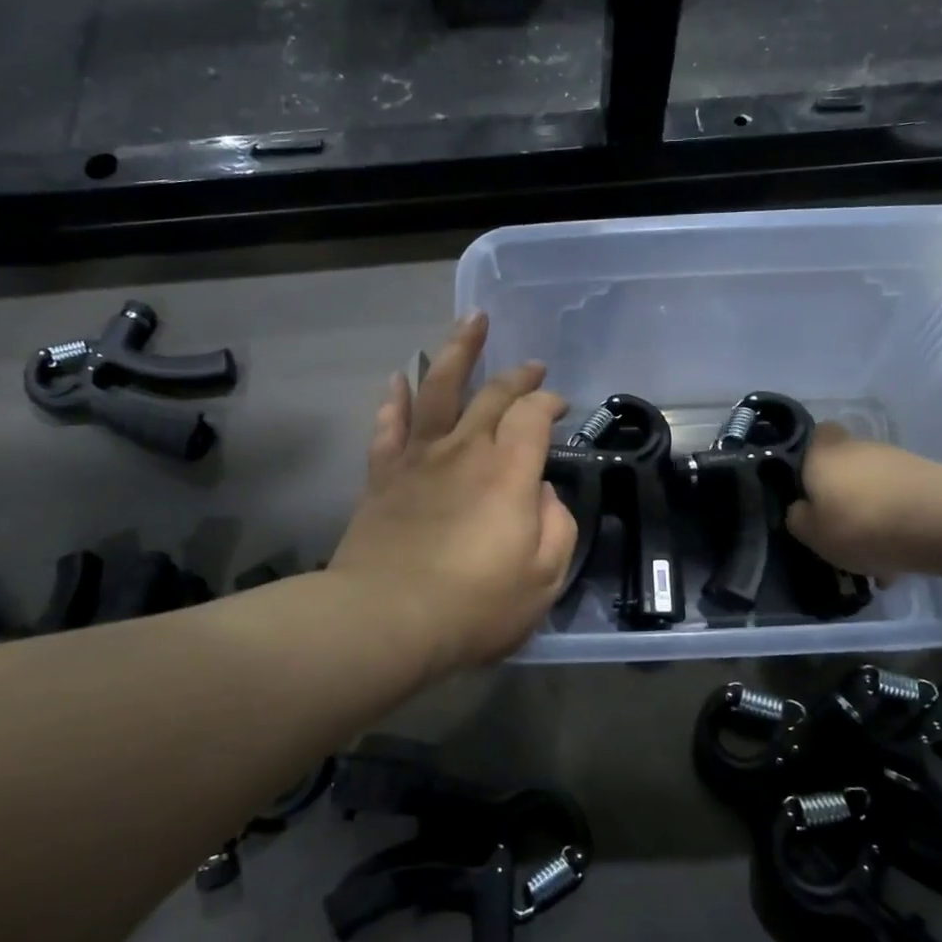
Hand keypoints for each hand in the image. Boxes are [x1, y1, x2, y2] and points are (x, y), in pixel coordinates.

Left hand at [330, 313, 577, 674]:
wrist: (387, 619)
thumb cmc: (475, 605)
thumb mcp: (544, 578)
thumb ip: (556, 526)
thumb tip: (542, 494)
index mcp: (509, 470)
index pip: (533, 414)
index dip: (549, 402)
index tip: (559, 405)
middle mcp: (465, 449)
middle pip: (492, 394)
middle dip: (517, 375)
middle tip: (531, 364)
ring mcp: (419, 457)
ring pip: (438, 389)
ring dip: (457, 351)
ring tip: (470, 322)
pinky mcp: (383, 476)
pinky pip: (389, 426)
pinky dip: (395, 399)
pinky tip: (399, 377)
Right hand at [785, 424, 941, 582]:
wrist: (940, 523)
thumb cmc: (860, 524)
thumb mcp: (812, 533)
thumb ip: (798, 518)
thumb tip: (801, 509)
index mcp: (822, 453)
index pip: (814, 436)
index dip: (810, 458)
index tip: (808, 487)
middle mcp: (858, 447)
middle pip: (845, 467)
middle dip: (842, 496)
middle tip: (840, 532)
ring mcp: (897, 460)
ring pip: (874, 488)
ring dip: (872, 515)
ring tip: (874, 557)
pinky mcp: (928, 479)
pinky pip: (901, 503)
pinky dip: (898, 525)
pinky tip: (900, 560)